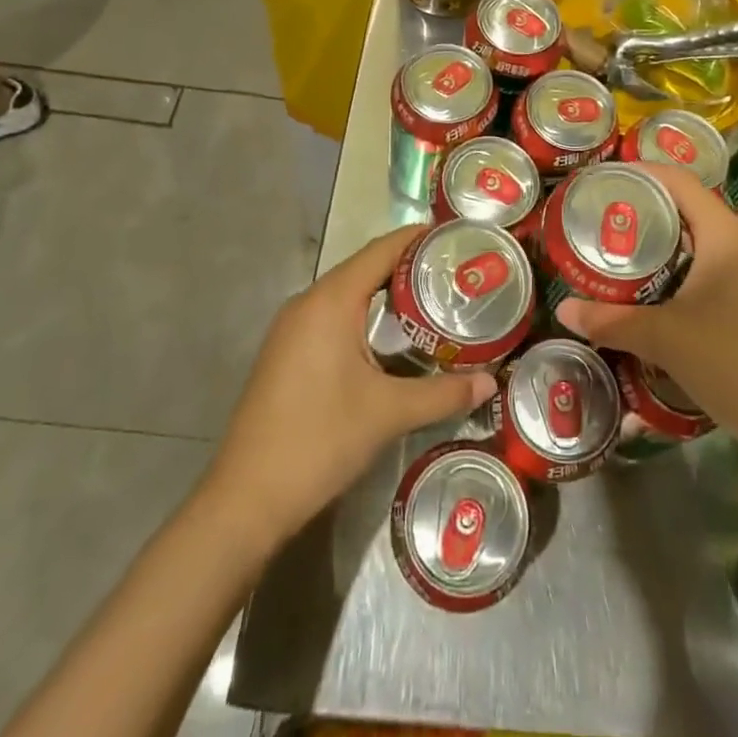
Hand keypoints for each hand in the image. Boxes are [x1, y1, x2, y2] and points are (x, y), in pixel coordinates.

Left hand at [205, 226, 495, 547]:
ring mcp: (291, 327)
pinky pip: (331, 315)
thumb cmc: (320, 441)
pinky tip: (389, 338)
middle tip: (454, 274)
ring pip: (347, 293)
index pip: (381, 250)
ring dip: (385, 293)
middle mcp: (308, 302)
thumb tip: (491, 383)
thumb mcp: (388, 414)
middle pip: (365, 267)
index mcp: (331, 300)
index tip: (456, 237)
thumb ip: (443, 394)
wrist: (246, 499)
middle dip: (408, 266)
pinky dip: (363, 314)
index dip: (418, 238)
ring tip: (432, 301)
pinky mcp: (286, 351)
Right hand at [555, 165, 737, 456]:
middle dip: (648, 209)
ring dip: (666, 240)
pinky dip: (684, 266)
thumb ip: (611, 320)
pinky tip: (661, 290)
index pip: (680, 182)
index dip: (642, 172)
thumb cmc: (733, 365)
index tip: (605, 179)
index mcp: (726, 236)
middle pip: (691, 207)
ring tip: (625, 251)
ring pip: (704, 239)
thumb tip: (563, 309)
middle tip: (606, 218)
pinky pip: (716, 265)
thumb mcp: (664, 339)